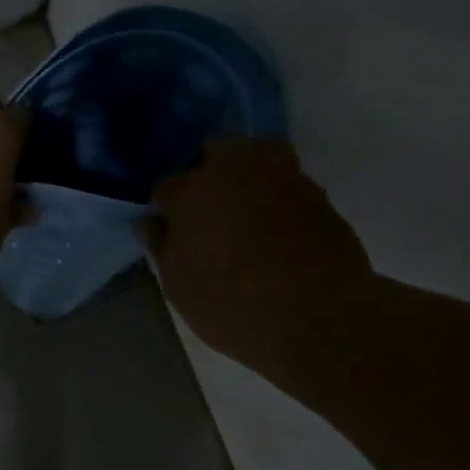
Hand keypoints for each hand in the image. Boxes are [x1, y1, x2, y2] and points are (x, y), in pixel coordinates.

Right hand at [145, 139, 372, 367]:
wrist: (318, 317)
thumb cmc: (232, 306)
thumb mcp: (180, 287)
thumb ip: (162, 247)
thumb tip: (150, 222)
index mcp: (191, 191)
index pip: (166, 185)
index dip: (165, 206)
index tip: (169, 226)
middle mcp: (234, 170)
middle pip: (214, 152)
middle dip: (206, 173)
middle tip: (206, 211)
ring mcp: (281, 175)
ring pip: (256, 156)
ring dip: (246, 175)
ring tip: (244, 212)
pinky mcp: (317, 192)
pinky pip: (286, 182)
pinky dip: (277, 196)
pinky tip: (275, 227)